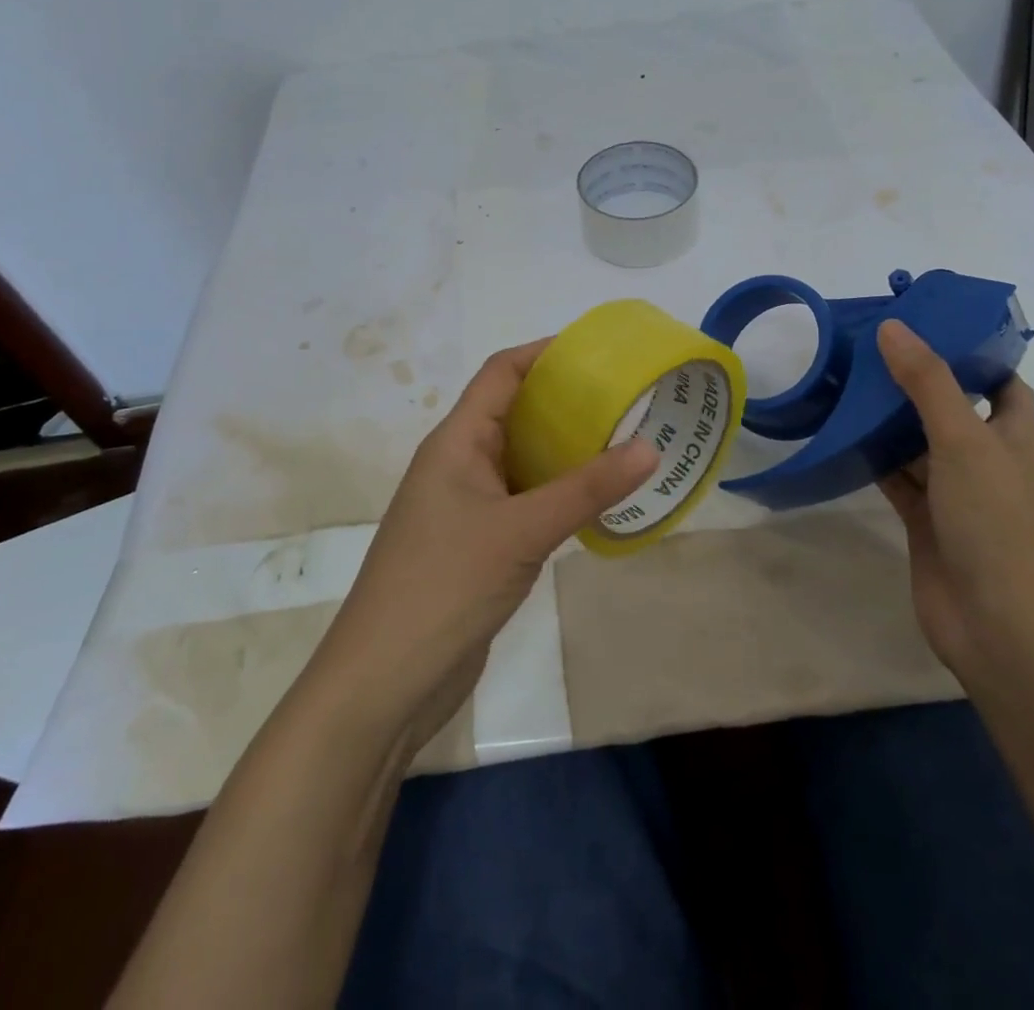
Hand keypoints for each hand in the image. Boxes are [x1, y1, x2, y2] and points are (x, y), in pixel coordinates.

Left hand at [303, 339, 658, 755]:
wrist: (384, 683)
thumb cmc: (443, 587)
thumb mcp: (521, 531)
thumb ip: (585, 489)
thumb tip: (649, 446)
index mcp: (456, 443)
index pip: (500, 374)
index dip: (544, 353)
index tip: (598, 350)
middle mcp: (459, 464)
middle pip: (514, 413)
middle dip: (565, 401)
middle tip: (626, 398)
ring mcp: (466, 507)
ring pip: (522, 460)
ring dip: (566, 450)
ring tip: (624, 442)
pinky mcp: (478, 544)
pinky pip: (524, 501)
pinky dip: (558, 493)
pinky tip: (597, 500)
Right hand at [875, 319, 1033, 681]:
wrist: (999, 625)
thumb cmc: (995, 522)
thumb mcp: (964, 440)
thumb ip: (928, 383)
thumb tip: (893, 327)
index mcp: (1012, 435)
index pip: (1001, 382)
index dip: (974, 353)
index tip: (929, 326)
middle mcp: (985, 460)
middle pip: (951, 408)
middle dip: (917, 381)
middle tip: (870, 349)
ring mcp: (954, 493)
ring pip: (918, 444)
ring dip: (889, 420)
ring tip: (846, 382)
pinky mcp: (925, 521)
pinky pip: (897, 479)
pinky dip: (874, 459)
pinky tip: (842, 437)